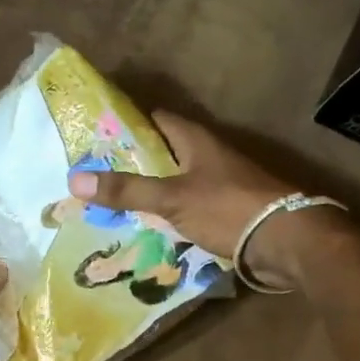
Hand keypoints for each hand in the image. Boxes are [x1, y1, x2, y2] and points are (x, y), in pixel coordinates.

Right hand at [68, 111, 330, 290]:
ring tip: (114, 202)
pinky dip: (168, 213)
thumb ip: (126, 191)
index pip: (157, 119)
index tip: (96, 134)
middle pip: (164, 151)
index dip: (127, 123)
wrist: (285, 241)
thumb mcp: (171, 198)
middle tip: (96, 174)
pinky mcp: (227, 210)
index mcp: (197, 140)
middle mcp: (209, 156)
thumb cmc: (228, 208)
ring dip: (150, 190)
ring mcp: (220, 184)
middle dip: (133, 161)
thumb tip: (74, 179)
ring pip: (175, 181)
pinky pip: (188, 206)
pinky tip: (149, 226)